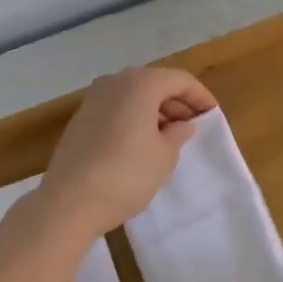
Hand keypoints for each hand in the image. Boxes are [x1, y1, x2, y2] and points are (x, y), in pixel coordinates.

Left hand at [38, 67, 216, 238]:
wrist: (69, 201)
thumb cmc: (127, 174)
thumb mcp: (164, 156)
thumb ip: (177, 134)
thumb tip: (181, 125)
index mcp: (141, 83)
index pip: (180, 80)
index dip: (200, 96)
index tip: (212, 115)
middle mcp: (115, 82)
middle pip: (155, 83)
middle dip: (177, 102)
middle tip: (193, 125)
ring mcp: (93, 99)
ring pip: (133, 95)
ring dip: (155, 110)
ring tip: (170, 136)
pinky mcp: (80, 119)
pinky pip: (116, 109)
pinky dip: (134, 118)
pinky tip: (142, 142)